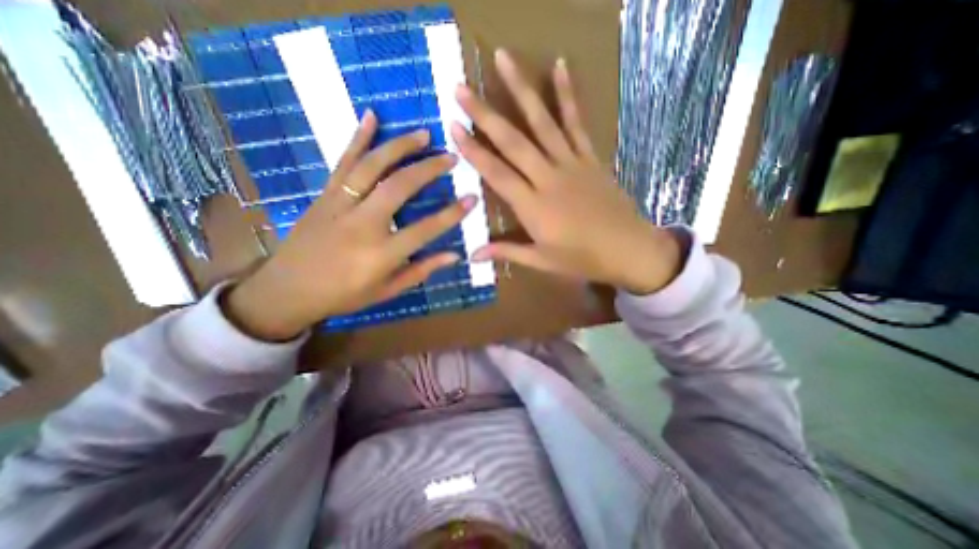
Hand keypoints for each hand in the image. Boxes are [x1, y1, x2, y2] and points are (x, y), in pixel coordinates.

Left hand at [226, 108, 478, 339]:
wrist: (287, 290)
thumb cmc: (343, 295)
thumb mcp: (387, 290)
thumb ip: (421, 270)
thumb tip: (454, 255)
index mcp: (381, 254)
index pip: (425, 229)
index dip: (452, 214)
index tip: (472, 198)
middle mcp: (362, 224)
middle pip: (399, 187)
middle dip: (429, 169)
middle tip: (451, 157)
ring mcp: (340, 205)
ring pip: (372, 167)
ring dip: (400, 147)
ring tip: (423, 135)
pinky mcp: (324, 195)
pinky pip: (342, 162)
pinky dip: (358, 138)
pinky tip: (371, 117)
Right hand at [451, 52, 681, 294]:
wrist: (627, 249)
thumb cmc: (581, 258)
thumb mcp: (541, 260)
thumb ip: (506, 252)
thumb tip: (472, 255)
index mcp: (533, 206)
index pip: (496, 173)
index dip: (474, 151)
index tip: (454, 128)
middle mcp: (548, 178)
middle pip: (512, 142)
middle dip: (484, 114)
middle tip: (461, 89)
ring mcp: (570, 163)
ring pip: (542, 122)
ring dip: (521, 90)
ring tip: (503, 59)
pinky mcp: (589, 157)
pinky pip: (576, 122)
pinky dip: (567, 94)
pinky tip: (560, 66)